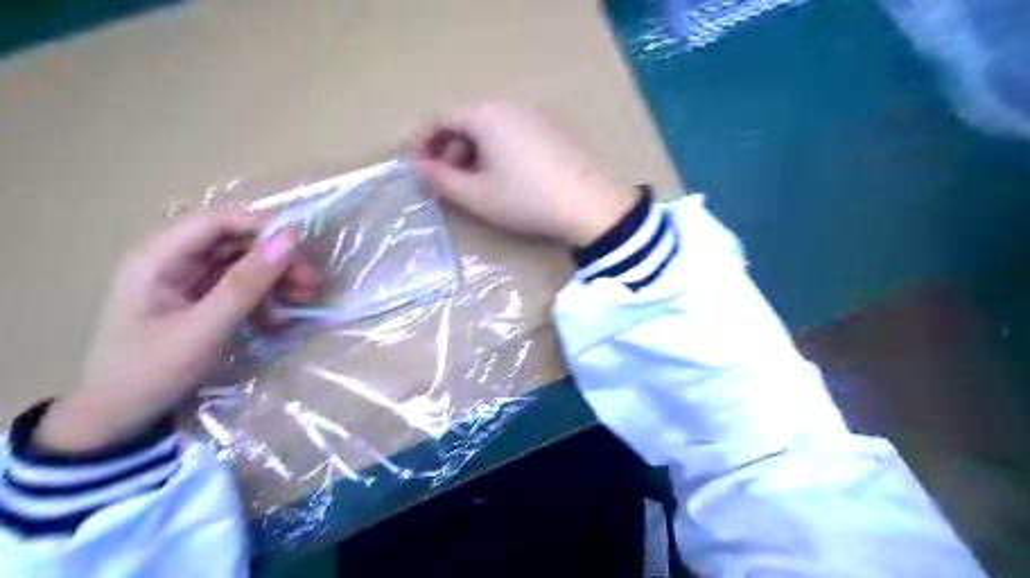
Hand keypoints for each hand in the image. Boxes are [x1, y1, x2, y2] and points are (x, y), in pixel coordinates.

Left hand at [36, 209, 321, 453]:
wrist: (121, 418)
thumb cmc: (153, 370)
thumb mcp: (205, 328)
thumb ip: (246, 283)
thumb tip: (289, 241)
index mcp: (159, 257)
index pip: (217, 222)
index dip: (261, 227)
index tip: (302, 246)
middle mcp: (175, 261)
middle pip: (236, 243)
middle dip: (276, 260)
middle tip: (310, 282)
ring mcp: (190, 282)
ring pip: (245, 265)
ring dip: (277, 280)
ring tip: (303, 301)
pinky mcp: (204, 301)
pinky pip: (243, 288)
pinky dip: (265, 299)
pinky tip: (279, 319)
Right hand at [414, 101, 639, 246]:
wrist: (592, 204)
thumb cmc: (526, 199)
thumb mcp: (477, 196)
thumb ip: (441, 180)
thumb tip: (418, 167)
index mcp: (485, 115)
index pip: (442, 119)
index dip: (425, 145)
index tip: (421, 171)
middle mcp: (510, 106)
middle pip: (469, 122)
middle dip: (452, 152)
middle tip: (451, 183)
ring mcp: (538, 115)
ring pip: (494, 129)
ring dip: (477, 154)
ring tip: (480, 184)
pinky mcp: (557, 129)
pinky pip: (517, 134)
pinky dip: (502, 152)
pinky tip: (512, 179)